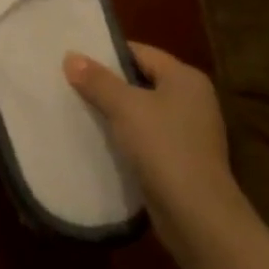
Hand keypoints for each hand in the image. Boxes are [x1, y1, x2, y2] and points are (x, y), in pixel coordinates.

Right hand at [64, 42, 249, 241]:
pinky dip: (127, 136)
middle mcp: (193, 99)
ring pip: (144, 111)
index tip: (76, 60)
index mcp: (186, 78)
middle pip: (142, 81)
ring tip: (80, 110)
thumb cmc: (163, 147)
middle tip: (72, 84)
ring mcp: (191, 132)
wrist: (197, 216)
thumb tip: (71, 56)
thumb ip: (97, 80)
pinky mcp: (183, 159)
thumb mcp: (124, 107)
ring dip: (116, 112)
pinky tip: (101, 141)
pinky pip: (148, 137)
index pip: (141, 53)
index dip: (108, 54)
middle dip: (109, 84)